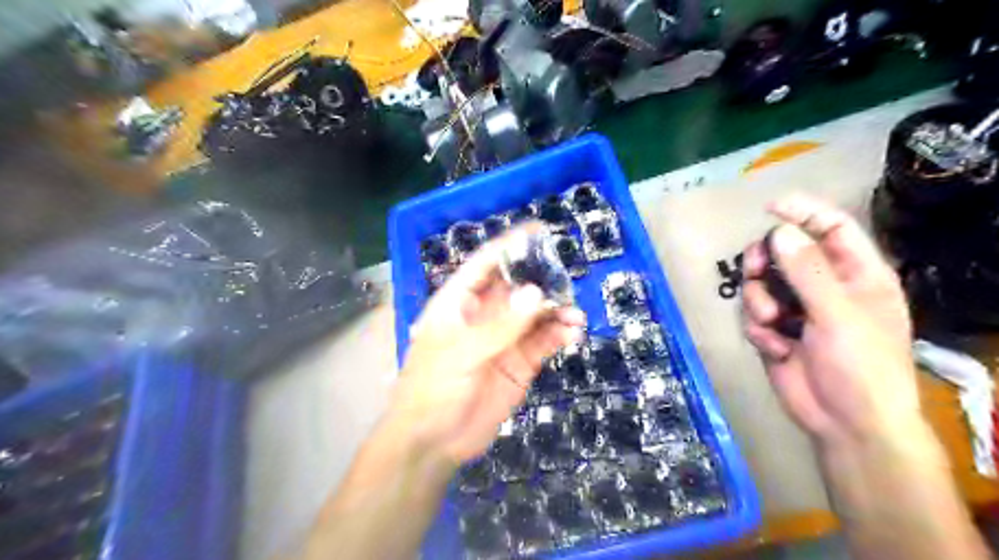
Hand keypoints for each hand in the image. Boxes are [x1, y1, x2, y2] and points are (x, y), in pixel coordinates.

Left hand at [390, 224, 585, 466]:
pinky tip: (572, 335)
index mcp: (459, 303)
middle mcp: (483, 315)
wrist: (433, 442)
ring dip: (556, 311)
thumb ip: (501, 325)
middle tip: (566, 280)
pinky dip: (559, 336)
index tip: (537, 231)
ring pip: (535, 315)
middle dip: (542, 281)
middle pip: (517, 287)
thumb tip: (536, 293)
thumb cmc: (434, 388)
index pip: (485, 265)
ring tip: (574, 315)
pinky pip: (543, 342)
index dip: (509, 246)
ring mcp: (503, 340)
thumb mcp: (462, 352)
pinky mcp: (519, 364)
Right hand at [740, 194, 919, 446]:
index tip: (770, 207)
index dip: (803, 212)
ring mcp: (796, 309)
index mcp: (855, 274)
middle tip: (754, 271)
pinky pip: (751, 314)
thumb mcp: (838, 314)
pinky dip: (757, 329)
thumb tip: (780, 231)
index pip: (831, 227)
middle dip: (763, 261)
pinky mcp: (774, 331)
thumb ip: (808, 271)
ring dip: (757, 302)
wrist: (844, 422)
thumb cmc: (860, 366)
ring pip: (760, 284)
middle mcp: (823, 286)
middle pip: (783, 252)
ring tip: (771, 324)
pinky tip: (774, 348)